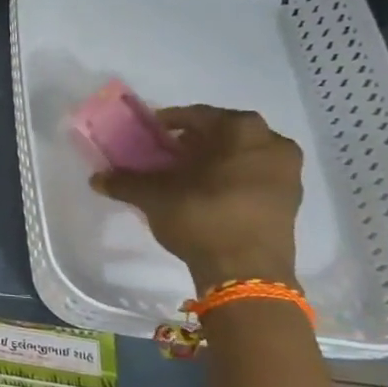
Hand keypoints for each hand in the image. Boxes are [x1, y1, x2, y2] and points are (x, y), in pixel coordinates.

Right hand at [91, 105, 302, 290]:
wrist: (247, 271)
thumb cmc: (201, 215)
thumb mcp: (154, 196)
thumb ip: (125, 182)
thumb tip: (96, 178)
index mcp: (241, 129)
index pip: (196, 115)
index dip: (168, 123)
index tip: (150, 135)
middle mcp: (271, 142)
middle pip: (223, 134)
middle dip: (194, 143)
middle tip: (167, 155)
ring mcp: (287, 172)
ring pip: (242, 155)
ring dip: (215, 161)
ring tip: (186, 177)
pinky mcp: (290, 201)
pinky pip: (254, 177)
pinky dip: (231, 179)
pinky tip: (207, 195)